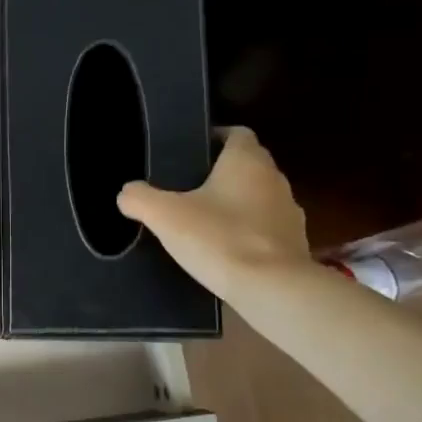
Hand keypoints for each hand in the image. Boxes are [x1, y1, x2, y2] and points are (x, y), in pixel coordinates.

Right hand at [117, 127, 310, 296]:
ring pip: (257, 197)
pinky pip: (265, 228)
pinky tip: (224, 250)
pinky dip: (247, 232)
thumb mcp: (165, 216)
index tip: (190, 152)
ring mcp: (289, 212)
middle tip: (186, 188)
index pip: (236, 133)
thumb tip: (127, 193)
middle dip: (220, 173)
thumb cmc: (219, 239)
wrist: (271, 288)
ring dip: (235, 204)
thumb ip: (139, 198)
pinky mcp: (294, 243)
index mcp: (247, 161)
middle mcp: (274, 179)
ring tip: (204, 221)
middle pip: (247, 165)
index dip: (214, 137)